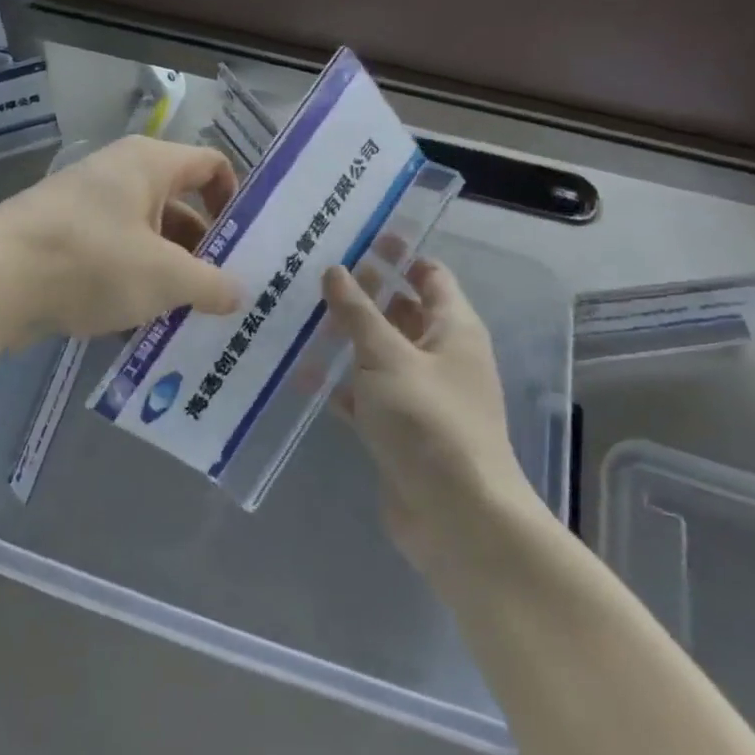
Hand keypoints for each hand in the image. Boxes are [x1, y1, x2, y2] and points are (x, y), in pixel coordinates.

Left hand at [0, 136, 242, 345]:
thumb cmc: (91, 261)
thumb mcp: (165, 278)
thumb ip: (210, 284)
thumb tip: (238, 294)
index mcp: (148, 164)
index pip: (211, 165)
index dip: (234, 201)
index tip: (244, 246)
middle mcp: (118, 174)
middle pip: (178, 207)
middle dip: (202, 252)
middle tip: (223, 296)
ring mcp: (85, 206)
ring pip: (145, 238)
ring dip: (167, 275)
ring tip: (186, 320)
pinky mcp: (60, 238)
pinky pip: (111, 256)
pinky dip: (130, 284)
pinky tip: (139, 327)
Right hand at [323, 260, 542, 581]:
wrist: (457, 518)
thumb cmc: (429, 421)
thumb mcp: (387, 356)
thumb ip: (358, 311)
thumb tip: (335, 268)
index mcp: (452, 328)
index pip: (429, 274)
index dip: (398, 253)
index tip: (355, 236)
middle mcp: (439, 355)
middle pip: (399, 311)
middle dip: (362, 293)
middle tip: (311, 273)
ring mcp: (418, 394)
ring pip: (378, 352)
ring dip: (344, 337)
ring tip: (296, 315)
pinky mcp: (398, 428)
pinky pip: (365, 393)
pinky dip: (339, 382)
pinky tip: (300, 371)